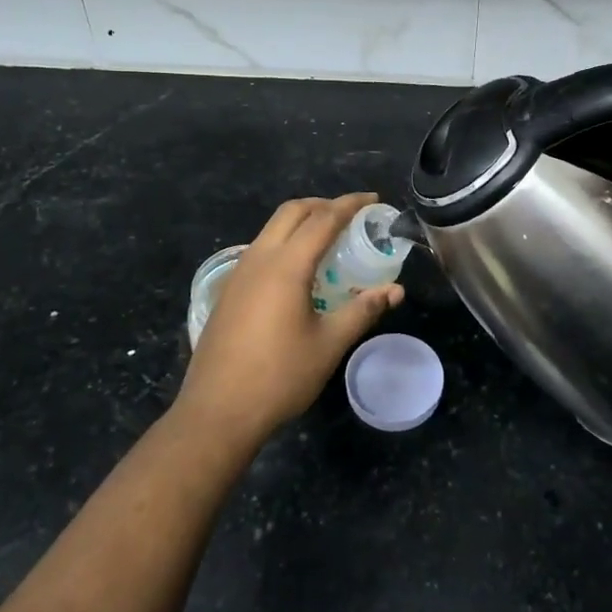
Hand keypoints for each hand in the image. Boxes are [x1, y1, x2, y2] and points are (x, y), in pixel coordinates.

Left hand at [175, 193, 404, 447]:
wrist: (217, 412)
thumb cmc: (279, 377)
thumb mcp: (329, 344)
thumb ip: (363, 310)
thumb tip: (395, 290)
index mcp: (286, 265)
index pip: (323, 219)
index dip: (350, 204)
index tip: (373, 199)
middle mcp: (259, 258)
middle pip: (292, 211)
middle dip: (323, 204)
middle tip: (351, 216)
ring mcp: (239, 273)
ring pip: (272, 228)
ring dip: (301, 221)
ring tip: (329, 238)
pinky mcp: (228, 290)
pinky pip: (261, 248)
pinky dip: (285, 241)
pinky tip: (298, 269)